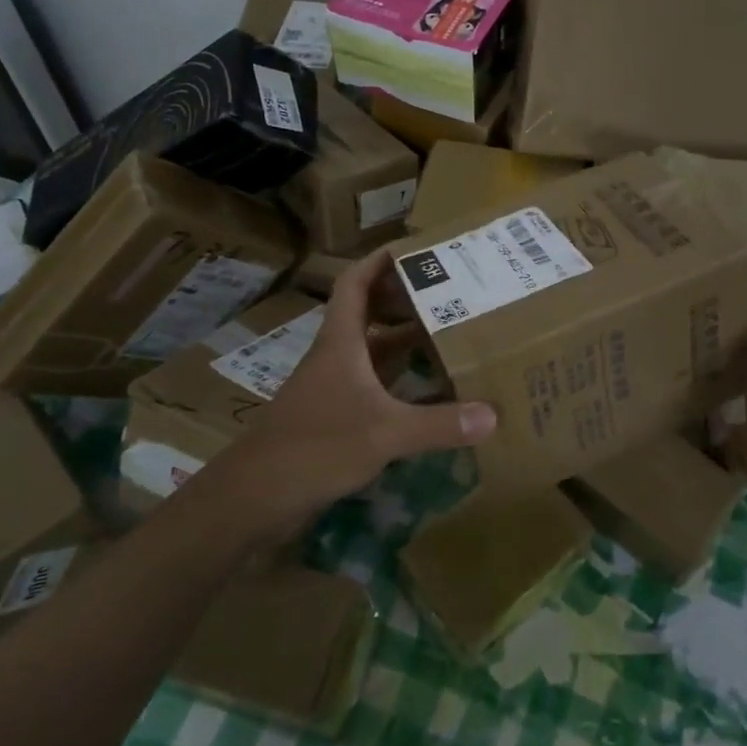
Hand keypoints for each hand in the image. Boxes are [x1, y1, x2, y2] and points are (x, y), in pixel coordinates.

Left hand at [211, 248, 495, 549]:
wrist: (254, 498)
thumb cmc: (315, 447)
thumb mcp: (384, 433)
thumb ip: (438, 424)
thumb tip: (492, 414)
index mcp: (341, 343)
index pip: (354, 284)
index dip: (379, 261)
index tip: (413, 247)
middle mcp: (336, 357)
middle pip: (368, 312)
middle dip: (402, 298)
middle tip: (445, 291)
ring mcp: (333, 388)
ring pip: (372, 350)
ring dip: (403, 338)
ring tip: (446, 330)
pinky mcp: (335, 416)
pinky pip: (373, 384)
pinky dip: (399, 379)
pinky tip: (427, 388)